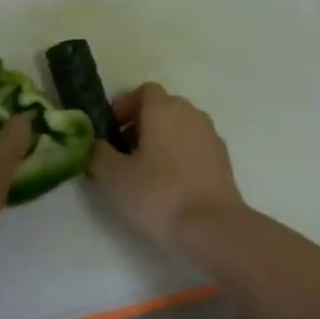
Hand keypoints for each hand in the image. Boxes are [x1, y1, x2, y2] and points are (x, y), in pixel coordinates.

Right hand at [90, 83, 245, 246]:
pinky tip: (170, 184)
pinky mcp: (223, 160)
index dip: (125, 105)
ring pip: (180, 126)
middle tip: (123, 150)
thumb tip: (95, 143)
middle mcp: (190, 114)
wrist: (213, 227)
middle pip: (163, 107)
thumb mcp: (113, 176)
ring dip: (162, 139)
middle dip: (141, 122)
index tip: (111, 129)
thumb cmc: (158, 194)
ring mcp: (211, 136)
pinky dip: (180, 155)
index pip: (144, 91)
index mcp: (163, 109)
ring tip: (145, 170)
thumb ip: (97, 153)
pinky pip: (195, 146)